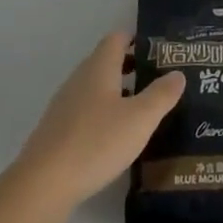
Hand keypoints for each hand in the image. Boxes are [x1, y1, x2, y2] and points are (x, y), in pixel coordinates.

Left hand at [15, 32, 185, 207]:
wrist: (44, 184)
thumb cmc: (97, 142)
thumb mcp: (140, 119)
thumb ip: (161, 94)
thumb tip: (178, 73)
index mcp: (99, 68)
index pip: (117, 38)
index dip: (137, 39)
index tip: (159, 49)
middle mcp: (79, 79)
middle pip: (106, 61)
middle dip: (132, 66)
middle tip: (159, 78)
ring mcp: (65, 104)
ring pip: (96, 87)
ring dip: (119, 91)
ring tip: (144, 108)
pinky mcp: (58, 129)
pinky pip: (87, 110)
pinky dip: (105, 112)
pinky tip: (118, 135)